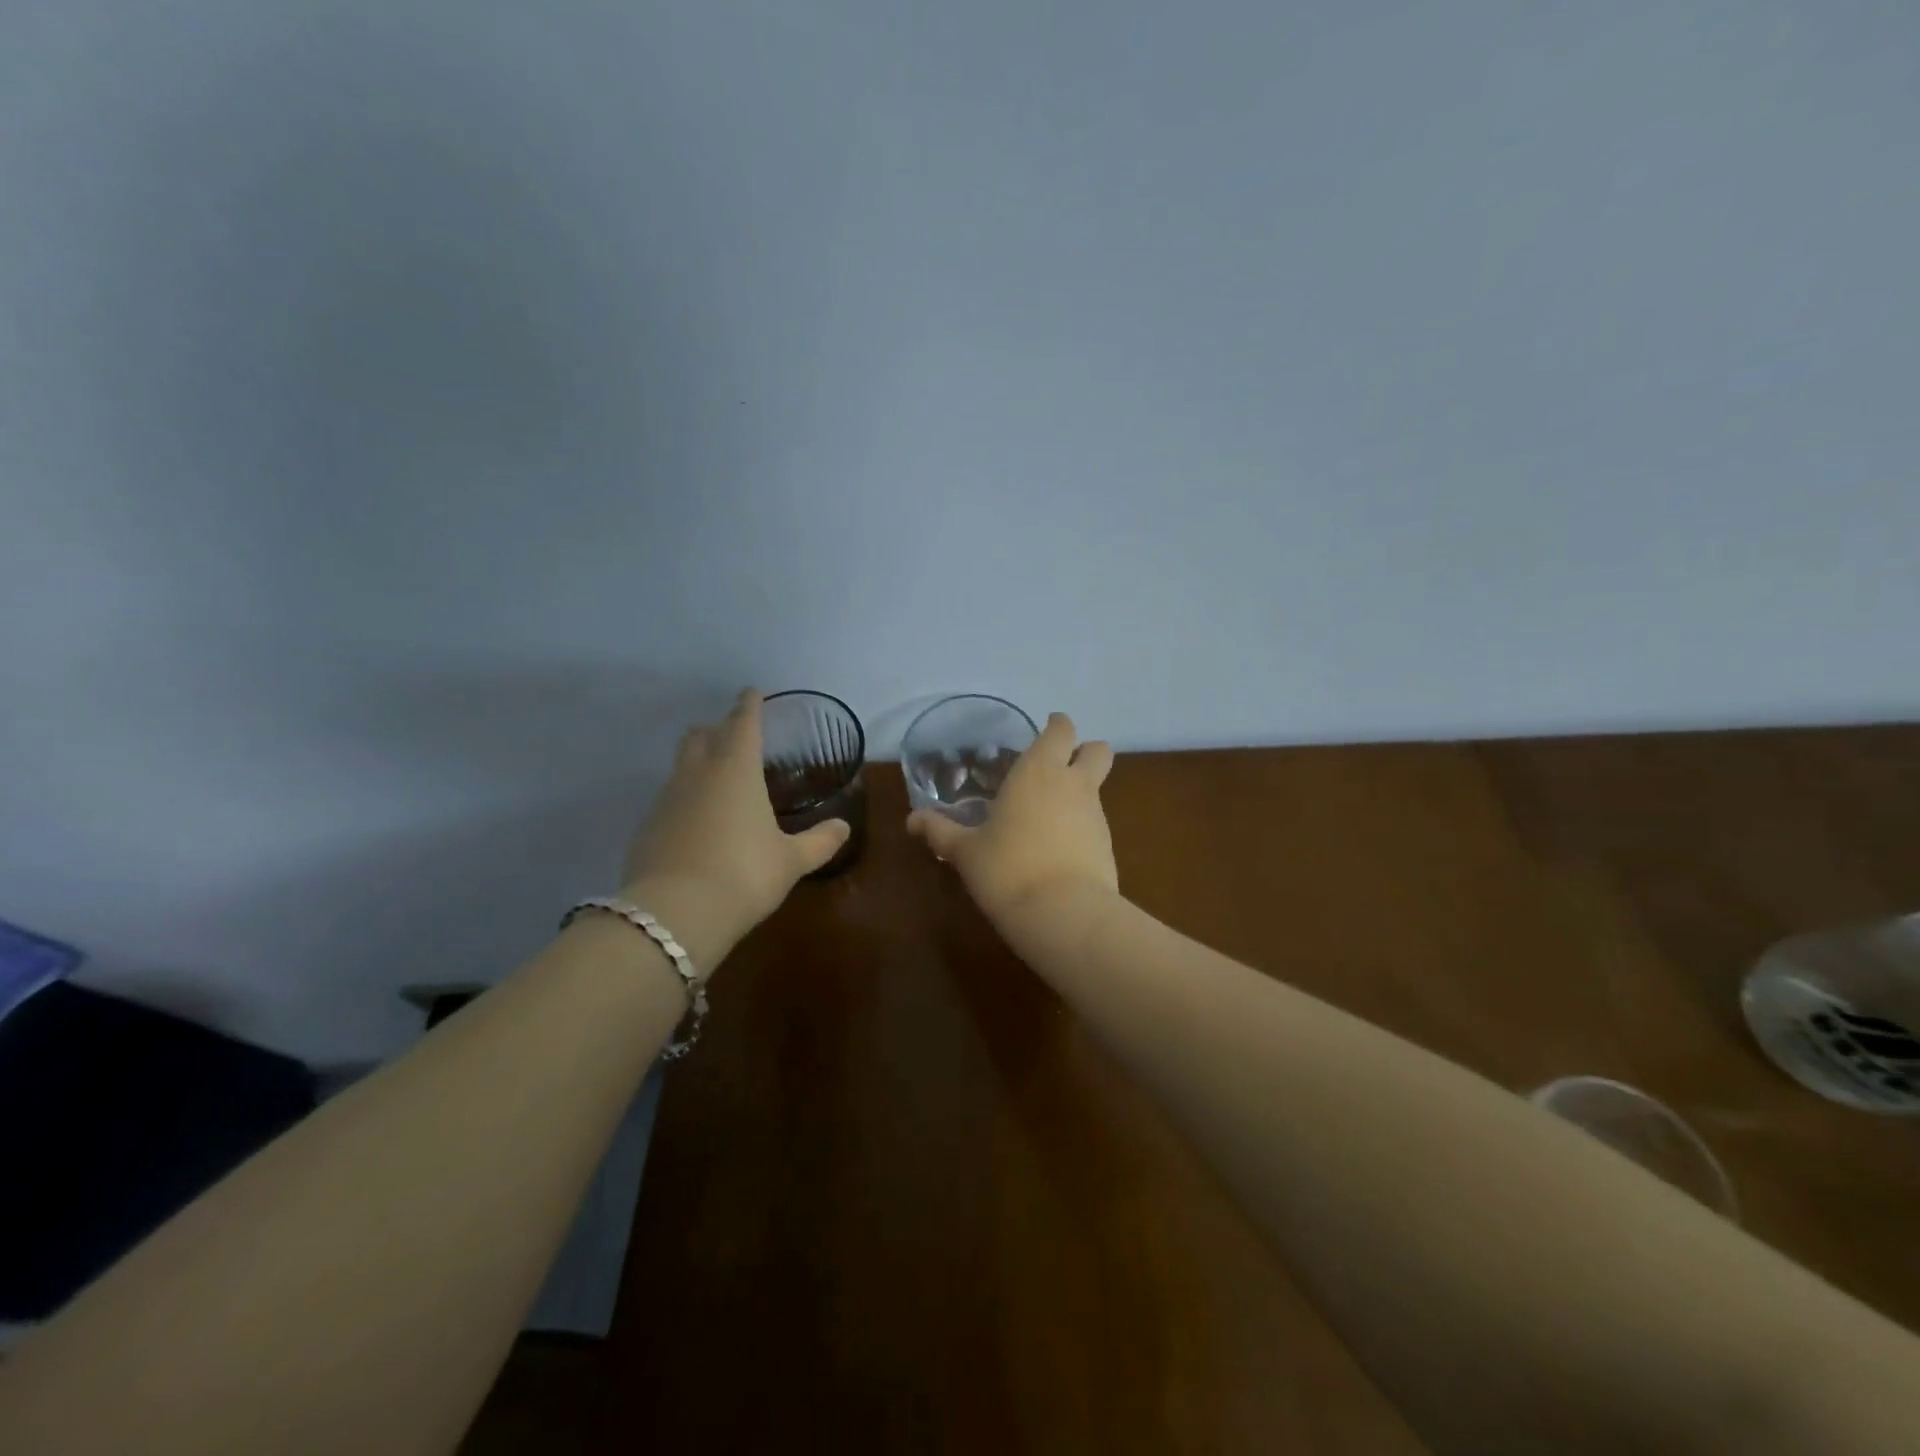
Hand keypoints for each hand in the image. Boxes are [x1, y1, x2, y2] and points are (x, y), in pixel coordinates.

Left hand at [621, 690, 849, 959]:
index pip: (742, 723)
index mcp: (736, 769)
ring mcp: (666, 799)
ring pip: (680, 766)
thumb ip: (819, 842)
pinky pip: (669, 799)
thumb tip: (843, 827)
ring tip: (717, 781)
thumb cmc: (744, 874)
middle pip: (701, 736)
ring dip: (698, 763)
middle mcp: (697, 774)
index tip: (752, 692)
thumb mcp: (791, 861)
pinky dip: (684, 799)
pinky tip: (697, 823)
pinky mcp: (647, 827)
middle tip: (733, 736)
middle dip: (716, 729)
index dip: (749, 705)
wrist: (674, 914)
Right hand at [907, 712, 1118, 931]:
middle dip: (1085, 751)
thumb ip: (940, 832)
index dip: (1056, 726)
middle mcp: (1074, 784)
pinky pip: (1096, 823)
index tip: (1046, 729)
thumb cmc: (1007, 868)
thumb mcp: (965, 851)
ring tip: (1048, 817)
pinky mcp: (1108, 846)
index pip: (1061, 730)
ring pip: (1097, 787)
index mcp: (1038, 770)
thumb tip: (912, 820)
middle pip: (1097, 749)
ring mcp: (1097, 815)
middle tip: (1059, 766)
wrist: (1064, 914)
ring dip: (1080, 792)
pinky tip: (1058, 850)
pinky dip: (1082, 827)